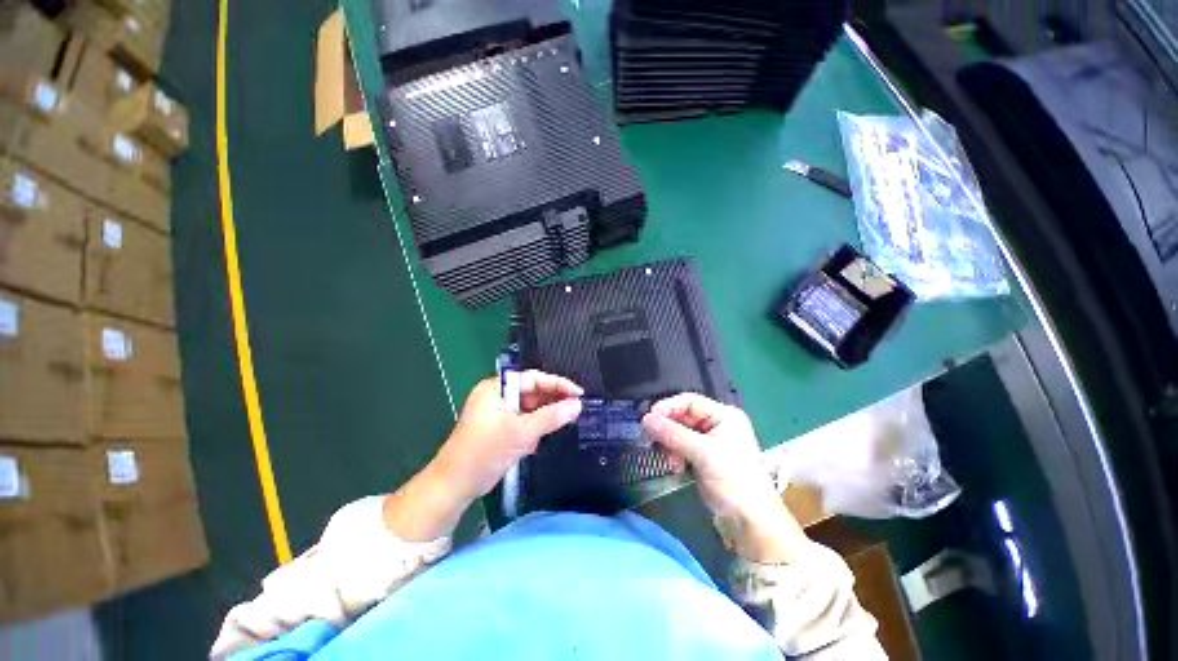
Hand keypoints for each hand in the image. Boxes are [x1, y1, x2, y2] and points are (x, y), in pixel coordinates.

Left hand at [435, 370, 583, 501]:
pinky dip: (537, 428)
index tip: (579, 393)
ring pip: (531, 409)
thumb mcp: (521, 432)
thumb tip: (577, 405)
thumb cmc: (483, 452)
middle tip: (576, 408)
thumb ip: (551, 417)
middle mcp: (498, 397)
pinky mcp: (502, 431)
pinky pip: (526, 423)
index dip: (557, 384)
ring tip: (567, 421)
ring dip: (546, 416)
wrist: (455, 487)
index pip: (533, 379)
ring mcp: (500, 414)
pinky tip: (548, 434)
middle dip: (553, 401)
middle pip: (533, 393)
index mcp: (496, 388)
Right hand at [642, 393, 805, 562]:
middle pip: (682, 417)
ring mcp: (710, 441)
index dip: (667, 407)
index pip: (689, 401)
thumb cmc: (733, 479)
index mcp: (724, 415)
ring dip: (670, 445)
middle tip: (649, 440)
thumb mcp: (702, 453)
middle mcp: (717, 424)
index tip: (648, 419)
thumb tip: (645, 419)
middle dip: (667, 430)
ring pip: (678, 433)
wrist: (750, 520)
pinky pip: (681, 447)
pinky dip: (674, 455)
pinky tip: (676, 468)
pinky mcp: (703, 457)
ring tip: (670, 462)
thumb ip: (672, 433)